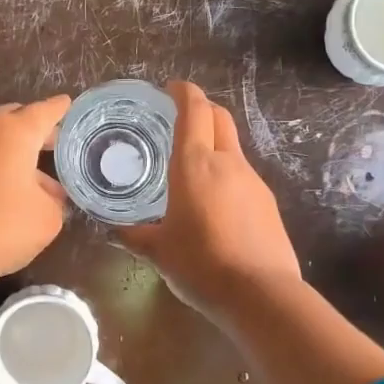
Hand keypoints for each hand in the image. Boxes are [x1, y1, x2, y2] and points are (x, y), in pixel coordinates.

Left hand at [0, 95, 71, 283]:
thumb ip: (54, 198)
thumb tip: (47, 194)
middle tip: (55, 146)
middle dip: (35, 129)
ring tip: (34, 176)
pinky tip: (6, 187)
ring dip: (13, 150)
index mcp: (14, 131)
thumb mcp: (48, 217)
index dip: (61, 109)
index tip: (69, 104)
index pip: (45, 111)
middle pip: (15, 117)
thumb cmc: (3, 226)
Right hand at [118, 80, 301, 323]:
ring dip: (215, 144)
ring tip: (193, 168)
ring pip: (233, 147)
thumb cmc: (201, 265)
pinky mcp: (267, 202)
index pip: (194, 110)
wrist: (260, 294)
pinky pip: (243, 176)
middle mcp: (227, 163)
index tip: (171, 89)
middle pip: (219, 118)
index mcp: (195, 165)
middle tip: (181, 118)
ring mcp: (253, 181)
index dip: (184, 92)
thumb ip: (135, 236)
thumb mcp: (159, 252)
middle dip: (202, 108)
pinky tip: (215, 203)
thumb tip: (116, 230)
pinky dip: (227, 174)